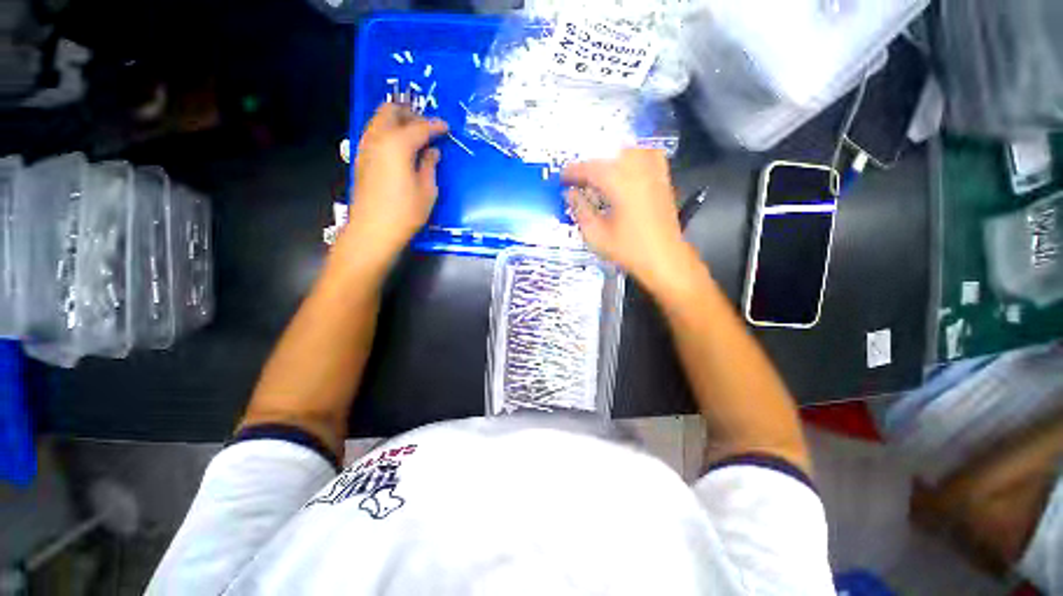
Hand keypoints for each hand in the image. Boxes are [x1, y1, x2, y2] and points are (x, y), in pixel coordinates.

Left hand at [341, 103, 448, 264]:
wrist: (373, 230)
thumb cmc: (405, 212)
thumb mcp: (427, 190)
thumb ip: (429, 166)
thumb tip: (432, 152)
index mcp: (397, 144)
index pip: (419, 127)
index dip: (435, 126)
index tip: (446, 127)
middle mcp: (377, 139)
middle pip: (390, 111)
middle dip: (410, 113)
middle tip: (427, 127)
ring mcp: (365, 148)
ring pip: (379, 120)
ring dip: (397, 121)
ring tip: (415, 136)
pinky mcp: (361, 159)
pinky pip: (374, 134)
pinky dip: (388, 133)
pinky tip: (400, 149)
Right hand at [562, 149, 694, 287]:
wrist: (665, 259)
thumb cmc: (629, 250)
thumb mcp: (596, 235)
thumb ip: (581, 211)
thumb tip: (570, 194)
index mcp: (620, 185)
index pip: (591, 169)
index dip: (573, 171)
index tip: (562, 178)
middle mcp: (639, 172)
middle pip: (610, 155)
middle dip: (592, 164)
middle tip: (580, 178)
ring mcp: (654, 174)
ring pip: (631, 151)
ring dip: (612, 158)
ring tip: (602, 172)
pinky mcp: (664, 181)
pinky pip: (650, 156)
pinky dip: (636, 157)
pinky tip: (628, 169)